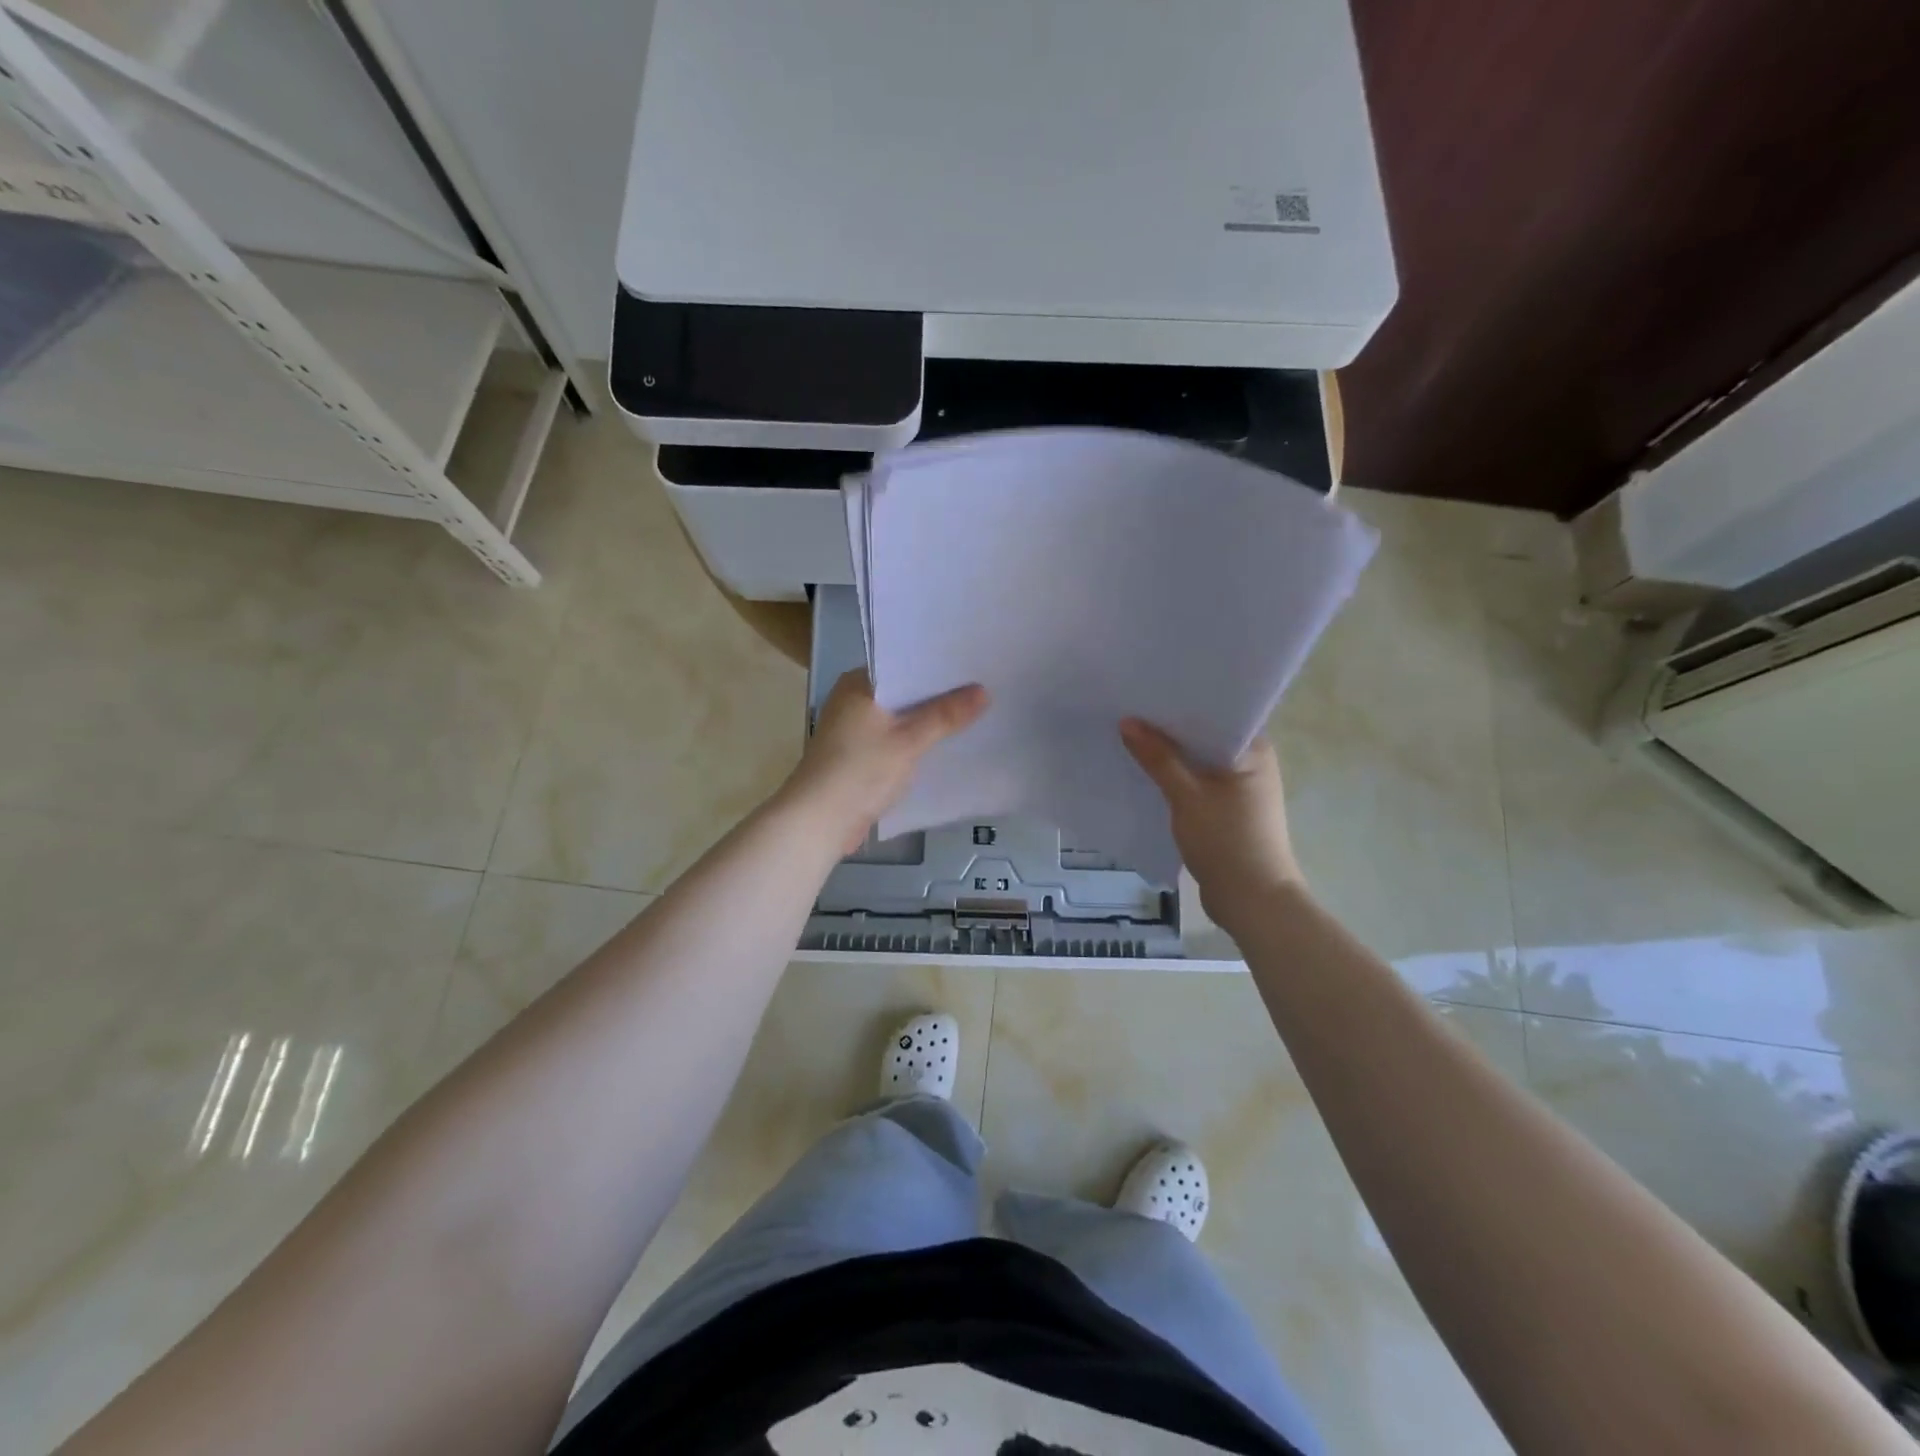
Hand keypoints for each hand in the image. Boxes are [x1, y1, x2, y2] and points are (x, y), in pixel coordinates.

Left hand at [783, 670, 989, 853]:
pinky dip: (915, 742)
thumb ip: (946, 715)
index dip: (937, 665)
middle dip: (938, 695)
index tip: (972, 663)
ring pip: (900, 718)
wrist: (819, 821)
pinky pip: (894, 740)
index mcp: (858, 684)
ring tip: (972, 712)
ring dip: (928, 720)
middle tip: (982, 686)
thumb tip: (983, 691)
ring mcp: (853, 730)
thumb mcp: (909, 740)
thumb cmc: (860, 770)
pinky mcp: (858, 756)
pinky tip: (945, 745)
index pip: (903, 663)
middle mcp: (853, 700)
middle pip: (904, 692)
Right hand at [1120, 718, 1303, 923]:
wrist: (1252, 901)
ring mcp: (1239, 789)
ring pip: (1197, 761)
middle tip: (1128, 710)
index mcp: (1253, 750)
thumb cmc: (1226, 840)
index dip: (1182, 701)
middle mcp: (1250, 763)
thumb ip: (1157, 758)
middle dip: (1168, 729)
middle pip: (1203, 736)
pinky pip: (1195, 783)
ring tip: (1128, 737)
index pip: (1216, 712)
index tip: (1147, 690)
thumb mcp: (1187, 795)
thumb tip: (1127, 722)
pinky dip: (1173, 779)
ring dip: (1169, 755)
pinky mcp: (1226, 810)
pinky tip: (1144, 774)